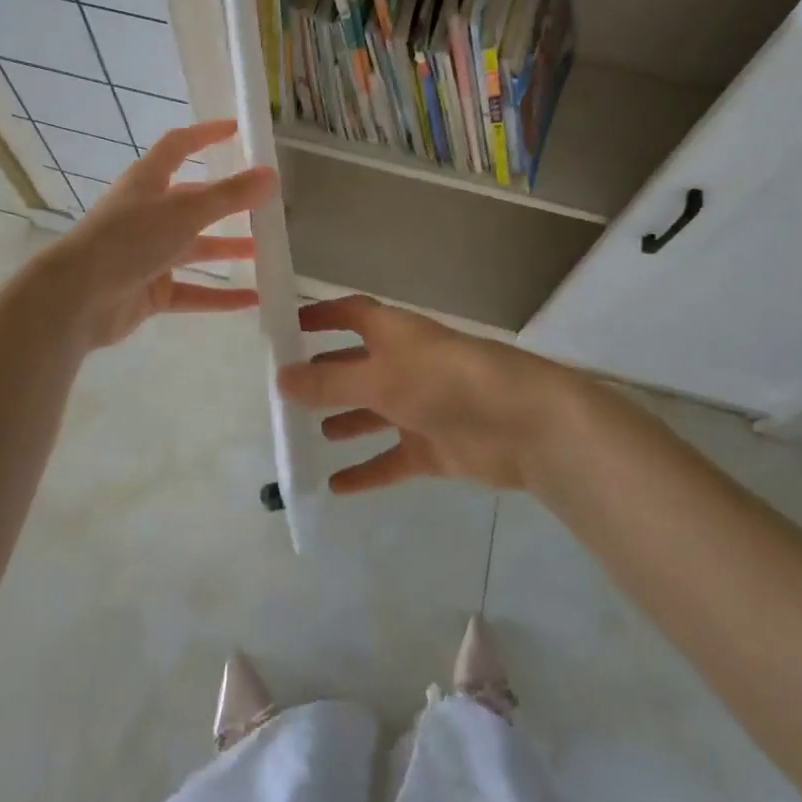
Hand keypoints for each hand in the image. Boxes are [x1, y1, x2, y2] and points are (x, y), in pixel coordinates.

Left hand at [40, 120, 276, 351]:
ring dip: (226, 249)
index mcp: (148, 182)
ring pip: (194, 247)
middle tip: (265, 204)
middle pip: (192, 201)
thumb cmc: (129, 240)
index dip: (205, 135)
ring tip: (265, 251)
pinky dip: (219, 295)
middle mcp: (147, 213)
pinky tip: (252, 300)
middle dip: (227, 203)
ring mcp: (146, 254)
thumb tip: (272, 175)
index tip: (237, 130)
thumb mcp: (185, 212)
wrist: (76, 299)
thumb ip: (230, 195)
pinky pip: (191, 290)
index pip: (178, 146)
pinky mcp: (148, 291)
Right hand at [278, 295, 578, 493]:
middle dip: (325, 376)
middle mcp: (404, 364)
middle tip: (286, 395)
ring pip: (372, 412)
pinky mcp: (434, 446)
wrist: (520, 422)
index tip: (287, 328)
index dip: (322, 317)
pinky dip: (366, 470)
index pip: (351, 314)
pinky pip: (391, 459)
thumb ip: (329, 381)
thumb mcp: (379, 377)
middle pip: (357, 366)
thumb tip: (281, 378)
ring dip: (344, 420)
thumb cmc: (443, 381)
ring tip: (308, 435)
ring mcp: (420, 407)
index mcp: (393, 333)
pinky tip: (335, 487)